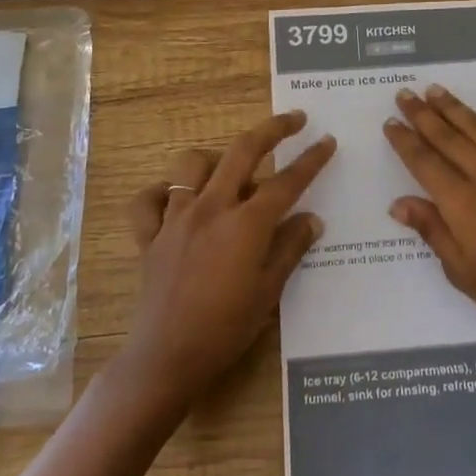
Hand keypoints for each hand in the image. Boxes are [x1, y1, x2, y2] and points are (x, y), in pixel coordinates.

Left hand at [119, 111, 335, 405]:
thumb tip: (311, 219)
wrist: (166, 356)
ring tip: (230, 172)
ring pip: (191, 165)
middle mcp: (210, 209)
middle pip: (242, 152)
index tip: (327, 141)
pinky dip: (162, 193)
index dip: (311, 160)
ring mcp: (175, 219)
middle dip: (272, 129)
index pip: (286, 182)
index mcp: (245, 224)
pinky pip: (148, 200)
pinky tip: (177, 202)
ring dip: (214, 160)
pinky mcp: (150, 235)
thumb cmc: (226, 328)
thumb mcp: (269, 291)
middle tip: (294, 119)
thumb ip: (290, 248)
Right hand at [383, 85, 475, 349]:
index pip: (425, 163)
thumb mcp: (461, 271)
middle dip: (423, 115)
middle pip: (449, 138)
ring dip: (458, 109)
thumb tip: (398, 203)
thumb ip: (432, 230)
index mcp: (462, 203)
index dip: (405, 141)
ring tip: (437, 91)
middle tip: (405, 94)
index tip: (390, 122)